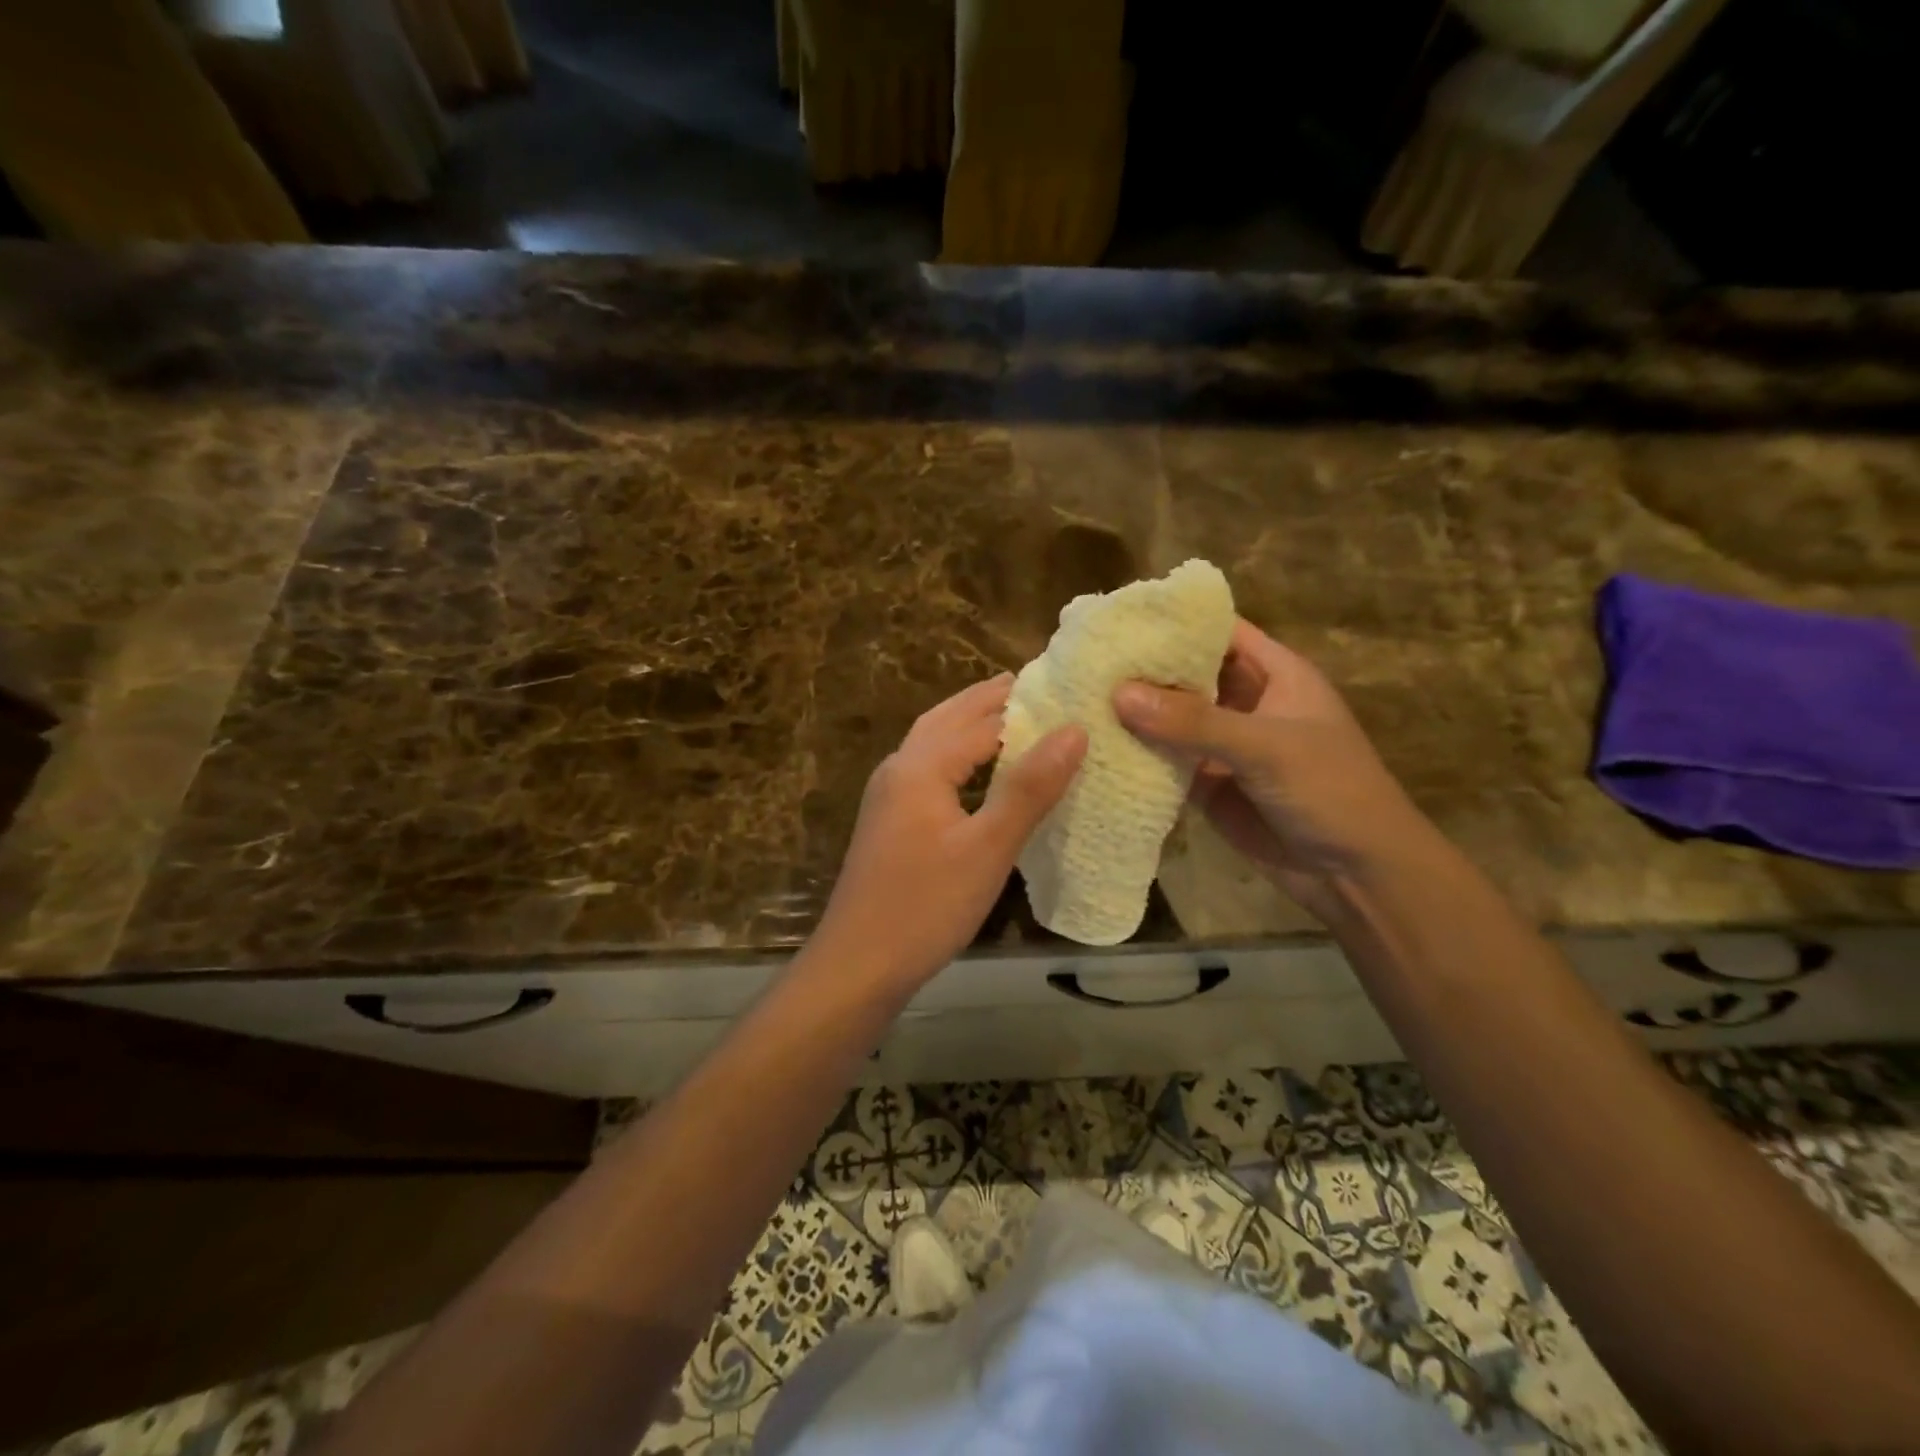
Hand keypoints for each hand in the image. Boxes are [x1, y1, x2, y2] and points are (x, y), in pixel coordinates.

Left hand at [813, 673, 1086, 988]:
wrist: (857, 965)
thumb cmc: (926, 906)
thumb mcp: (988, 849)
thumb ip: (1029, 788)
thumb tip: (1073, 731)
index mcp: (921, 766)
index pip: (981, 720)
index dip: (1024, 705)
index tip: (1065, 689)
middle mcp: (899, 769)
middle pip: (947, 718)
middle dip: (988, 699)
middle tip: (1033, 684)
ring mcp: (887, 796)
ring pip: (932, 742)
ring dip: (967, 723)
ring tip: (1009, 717)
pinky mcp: (888, 822)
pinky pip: (926, 768)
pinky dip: (955, 754)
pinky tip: (974, 774)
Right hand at [1113, 619, 1427, 921]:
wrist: (1355, 873)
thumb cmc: (1330, 790)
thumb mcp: (1267, 747)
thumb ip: (1195, 721)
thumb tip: (1119, 693)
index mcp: (1274, 673)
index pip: (1219, 631)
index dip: (1175, 621)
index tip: (1118, 618)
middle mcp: (1244, 701)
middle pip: (1186, 673)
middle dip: (1142, 667)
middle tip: (1084, 659)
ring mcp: (1222, 744)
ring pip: (1170, 718)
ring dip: (1133, 712)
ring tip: (1076, 696)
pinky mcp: (1206, 783)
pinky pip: (1165, 761)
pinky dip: (1135, 755)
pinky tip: (1093, 746)